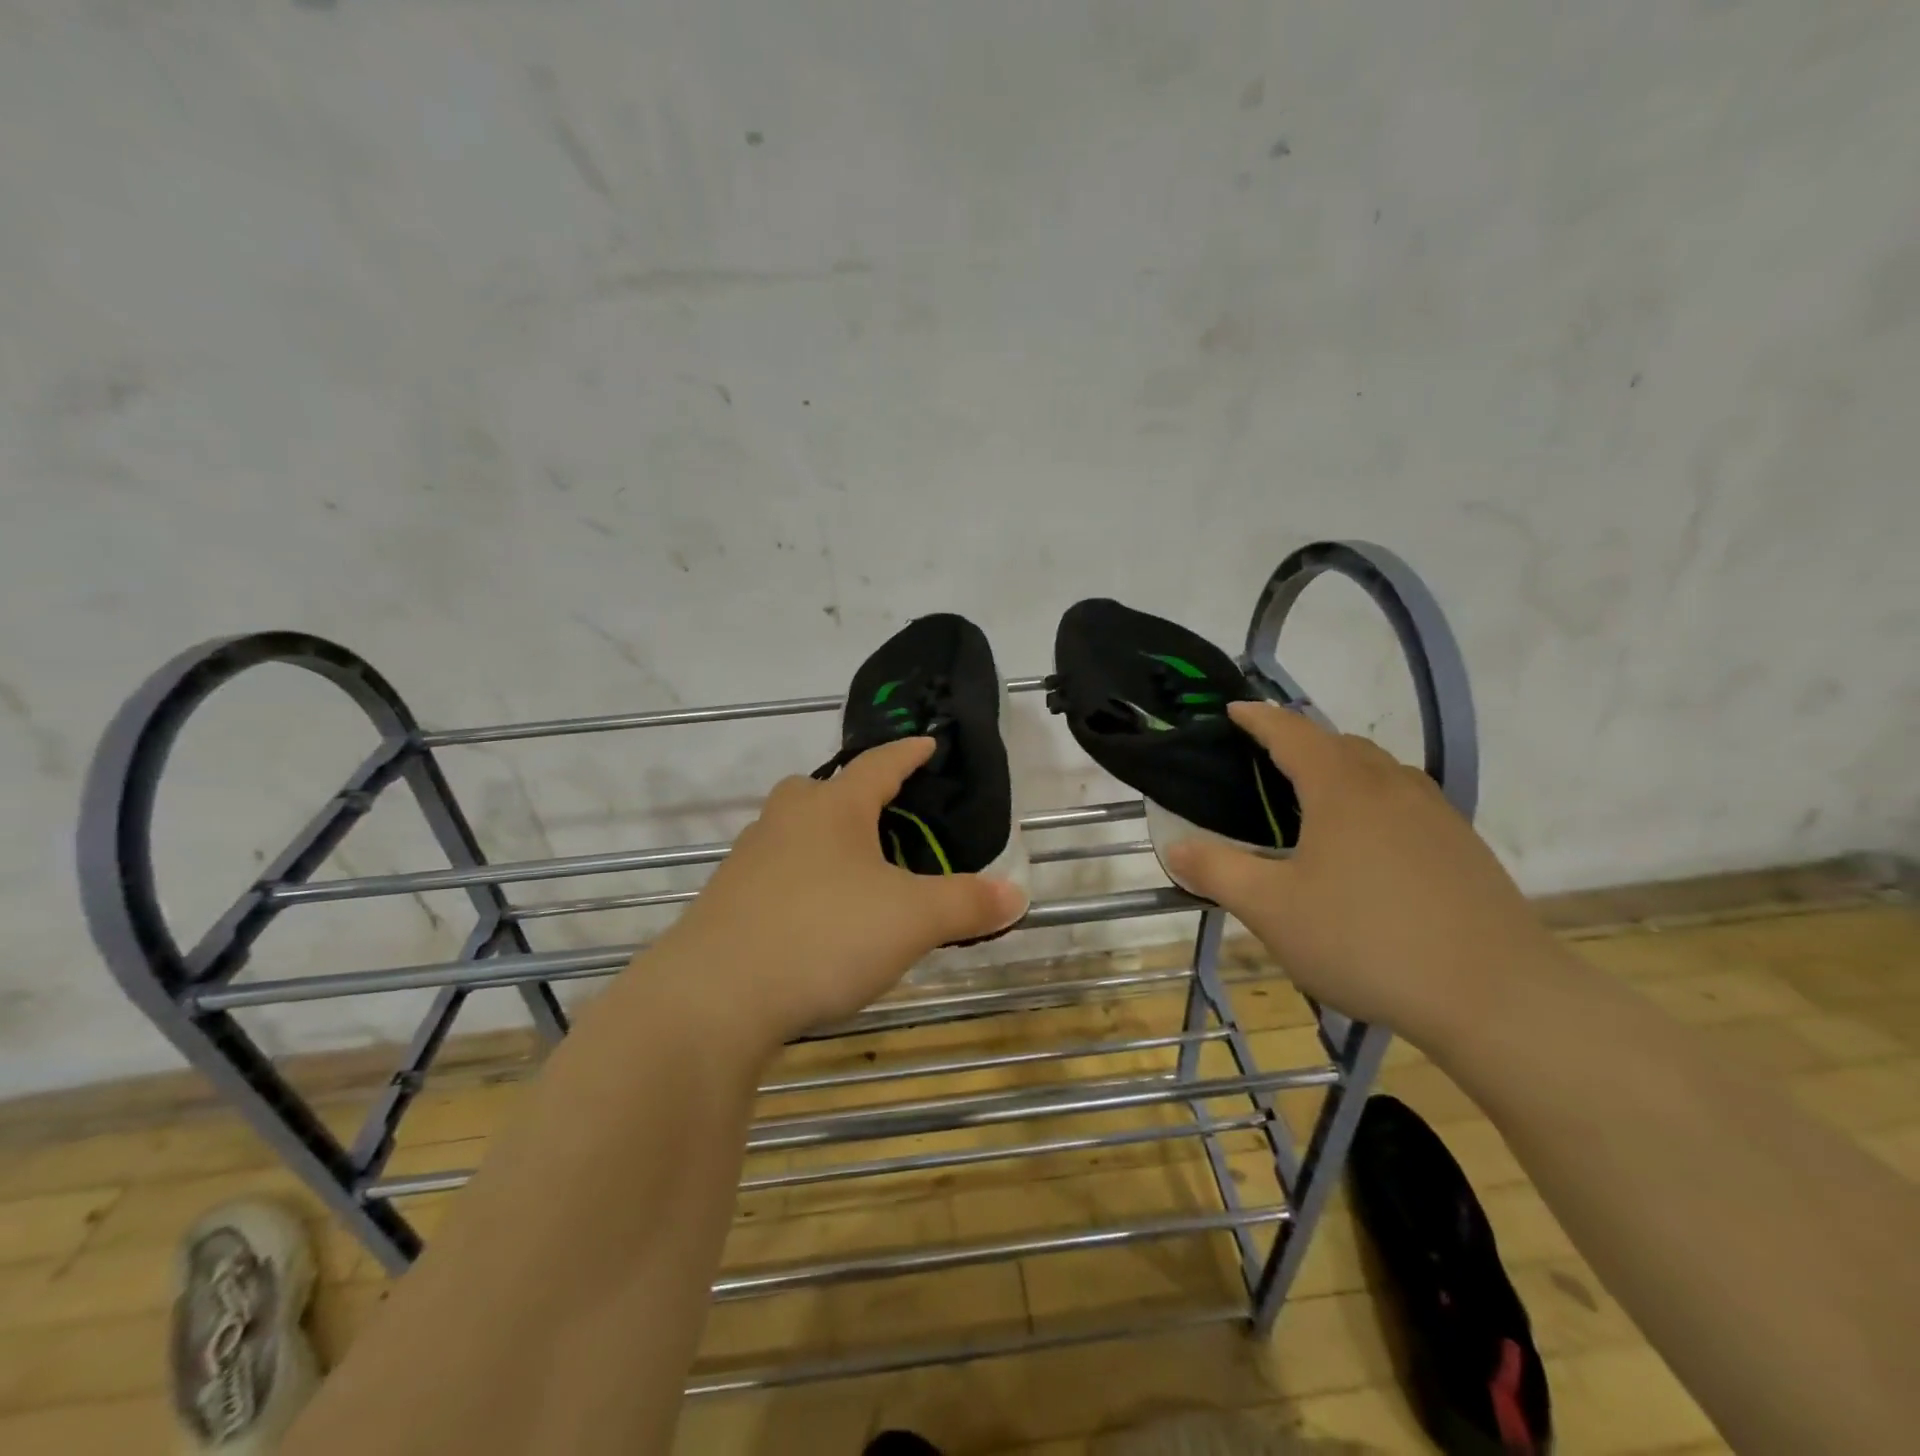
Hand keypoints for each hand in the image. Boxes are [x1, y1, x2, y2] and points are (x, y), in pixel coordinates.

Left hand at [654, 737, 1028, 1044]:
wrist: (712, 999)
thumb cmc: (822, 936)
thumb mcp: (911, 920)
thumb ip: (966, 903)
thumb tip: (1017, 893)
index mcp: (833, 808)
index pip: (879, 764)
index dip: (908, 753)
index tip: (928, 743)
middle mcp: (786, 821)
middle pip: (822, 791)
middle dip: (855, 796)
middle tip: (886, 816)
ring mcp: (749, 861)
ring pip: (795, 833)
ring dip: (826, 841)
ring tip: (858, 871)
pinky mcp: (726, 902)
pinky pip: (776, 875)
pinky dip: (803, 882)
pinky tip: (818, 918)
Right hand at [1165, 701, 1561, 1050]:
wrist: (1498, 997)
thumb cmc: (1368, 941)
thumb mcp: (1272, 910)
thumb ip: (1218, 872)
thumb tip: (1174, 848)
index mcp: (1342, 788)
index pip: (1291, 732)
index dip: (1258, 717)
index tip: (1232, 710)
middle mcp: (1392, 786)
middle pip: (1338, 743)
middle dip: (1298, 741)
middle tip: (1264, 762)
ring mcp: (1436, 814)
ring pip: (1378, 771)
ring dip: (1339, 768)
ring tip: (1312, 800)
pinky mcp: (1463, 847)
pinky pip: (1405, 801)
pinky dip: (1372, 800)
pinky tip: (1365, 844)